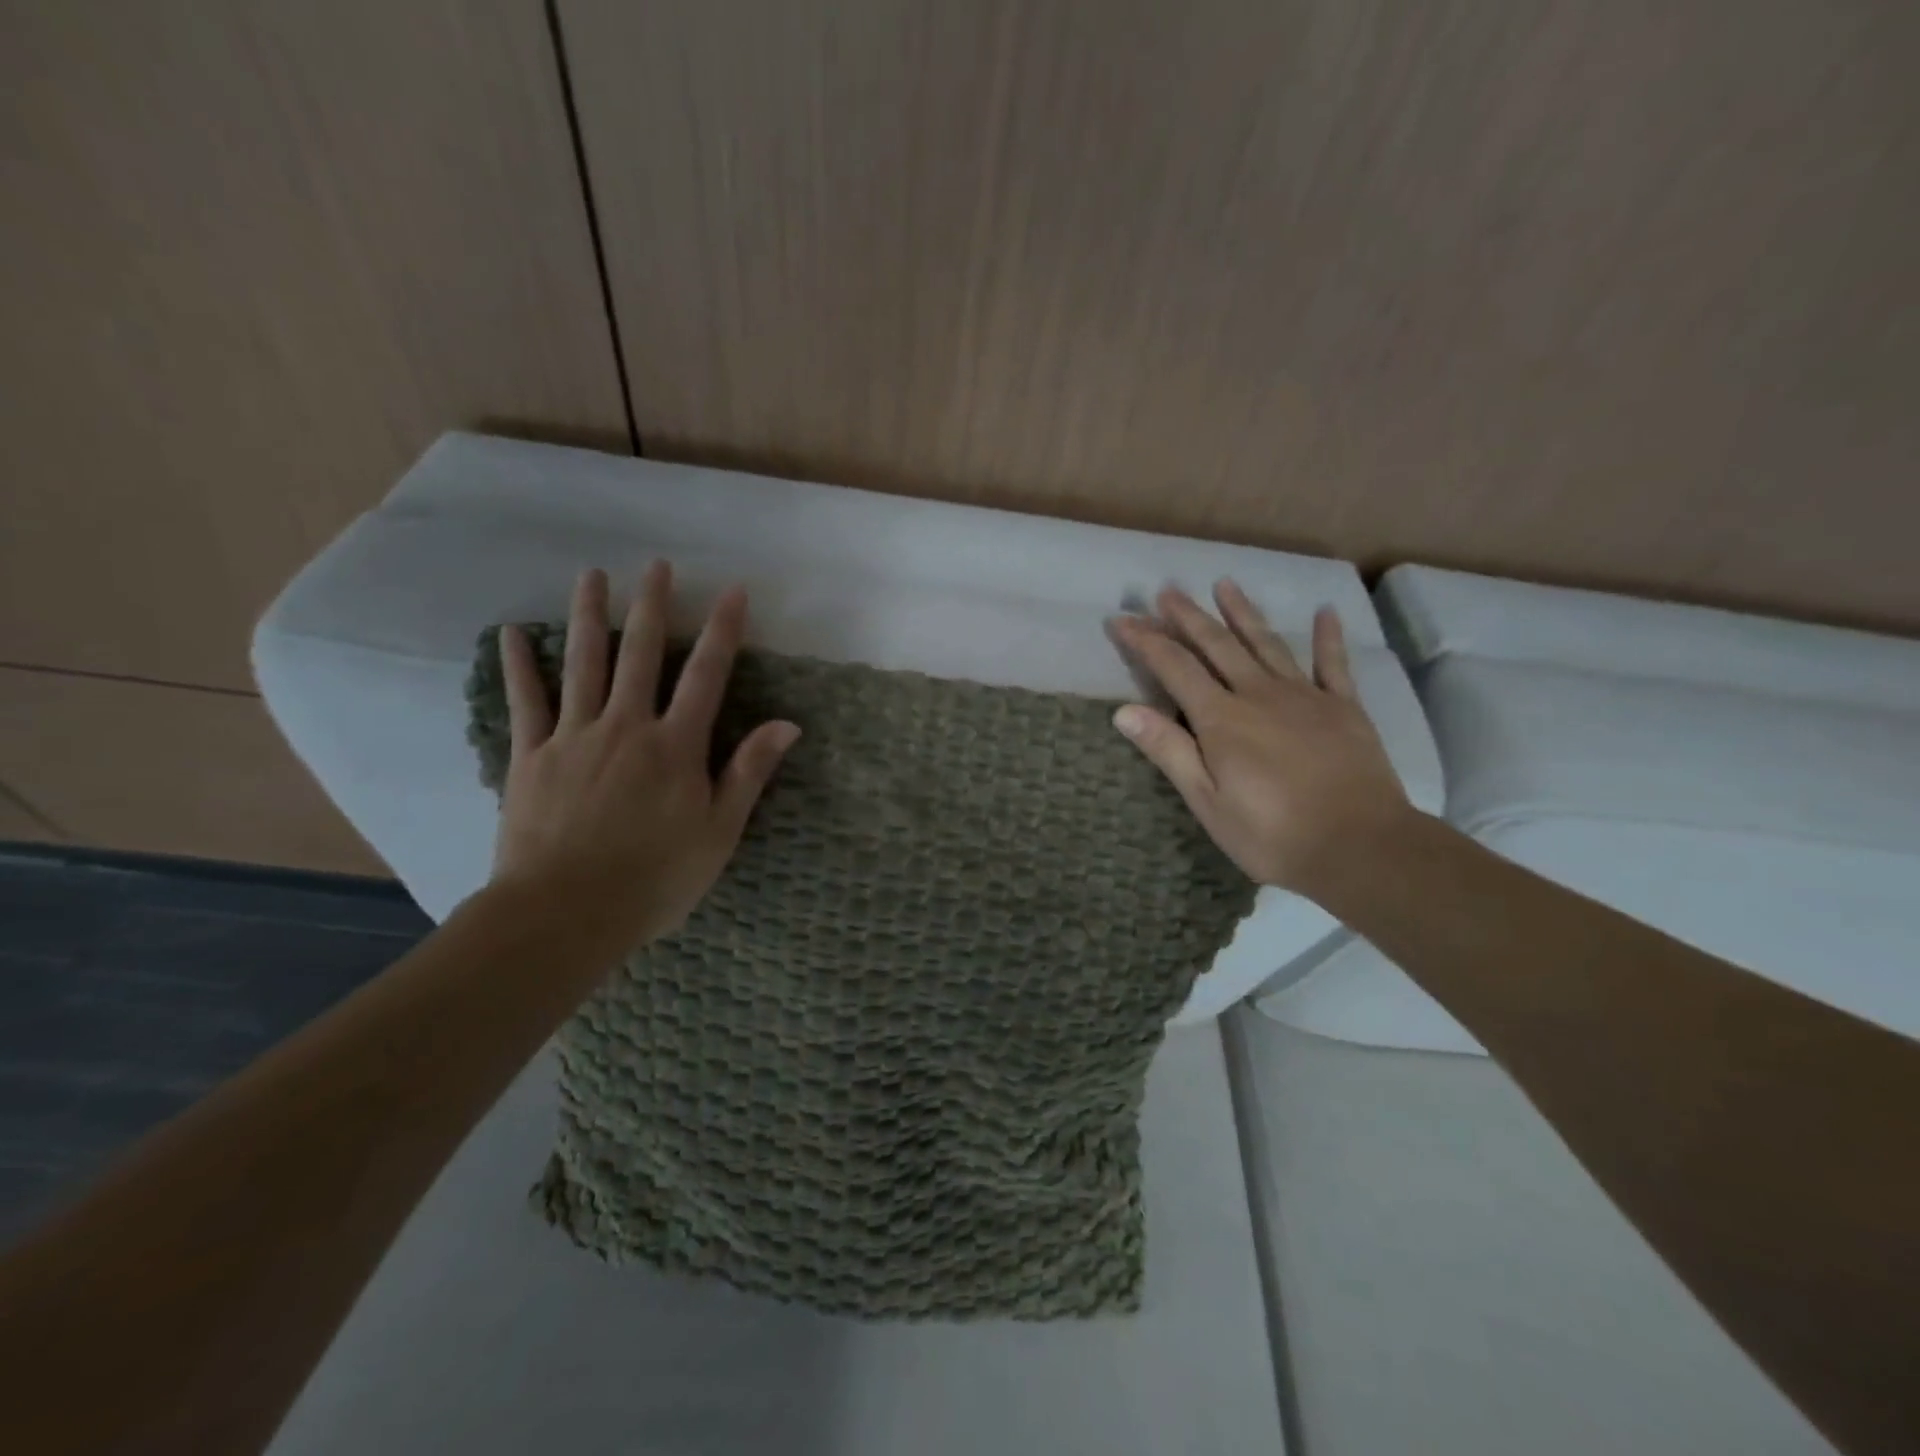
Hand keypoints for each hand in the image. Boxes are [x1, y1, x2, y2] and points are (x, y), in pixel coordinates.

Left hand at [491, 561, 798, 944]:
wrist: (565, 914)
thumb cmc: (655, 878)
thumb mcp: (719, 831)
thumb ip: (749, 772)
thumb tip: (787, 725)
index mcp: (675, 746)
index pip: (707, 675)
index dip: (723, 631)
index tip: (733, 591)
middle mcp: (626, 727)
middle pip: (640, 654)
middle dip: (652, 607)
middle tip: (656, 565)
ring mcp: (574, 737)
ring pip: (583, 664)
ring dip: (588, 616)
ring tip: (592, 575)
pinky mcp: (532, 757)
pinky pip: (526, 702)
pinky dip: (519, 666)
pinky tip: (511, 634)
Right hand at [1111, 581, 1409, 896]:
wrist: (1360, 847)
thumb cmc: (1272, 834)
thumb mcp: (1207, 801)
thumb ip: (1169, 751)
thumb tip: (1124, 710)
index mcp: (1221, 719)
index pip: (1174, 667)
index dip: (1146, 641)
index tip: (1122, 620)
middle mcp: (1258, 694)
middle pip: (1217, 645)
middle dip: (1188, 616)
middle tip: (1167, 590)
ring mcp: (1305, 696)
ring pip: (1265, 643)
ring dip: (1242, 613)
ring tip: (1224, 584)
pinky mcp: (1344, 708)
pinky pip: (1333, 663)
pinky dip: (1327, 636)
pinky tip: (1326, 612)